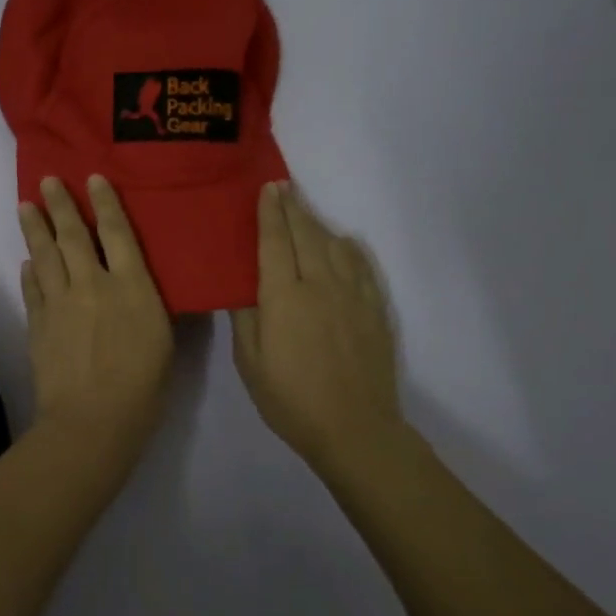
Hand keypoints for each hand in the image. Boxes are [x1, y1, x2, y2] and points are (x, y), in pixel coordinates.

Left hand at [18, 176, 173, 453]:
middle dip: (60, 205)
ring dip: (35, 228)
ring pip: (45, 255)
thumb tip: (137, 285)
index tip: (93, 179)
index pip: (118, 233)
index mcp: (132, 286)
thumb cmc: (143, 386)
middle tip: (47, 180)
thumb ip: (149, 305)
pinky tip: (27, 263)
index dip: (105, 203)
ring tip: (25, 205)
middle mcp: (93, 284)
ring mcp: (60, 302)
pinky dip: (29, 272)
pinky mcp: (38, 323)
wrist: (92, 419)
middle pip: (73, 236)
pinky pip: (32, 288)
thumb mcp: (164, 340)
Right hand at [231, 181, 401, 473]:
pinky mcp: (373, 310)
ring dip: (318, 224)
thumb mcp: (250, 363)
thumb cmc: (290, 399)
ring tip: (306, 213)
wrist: (354, 428)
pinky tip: (345, 243)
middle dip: (293, 208)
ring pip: (335, 245)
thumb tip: (241, 285)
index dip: (270, 213)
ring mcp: (352, 295)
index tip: (268, 188)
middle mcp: (320, 285)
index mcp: (284, 297)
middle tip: (284, 187)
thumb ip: (244, 318)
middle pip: (306, 235)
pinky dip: (350, 248)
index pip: (274, 242)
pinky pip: (362, 266)